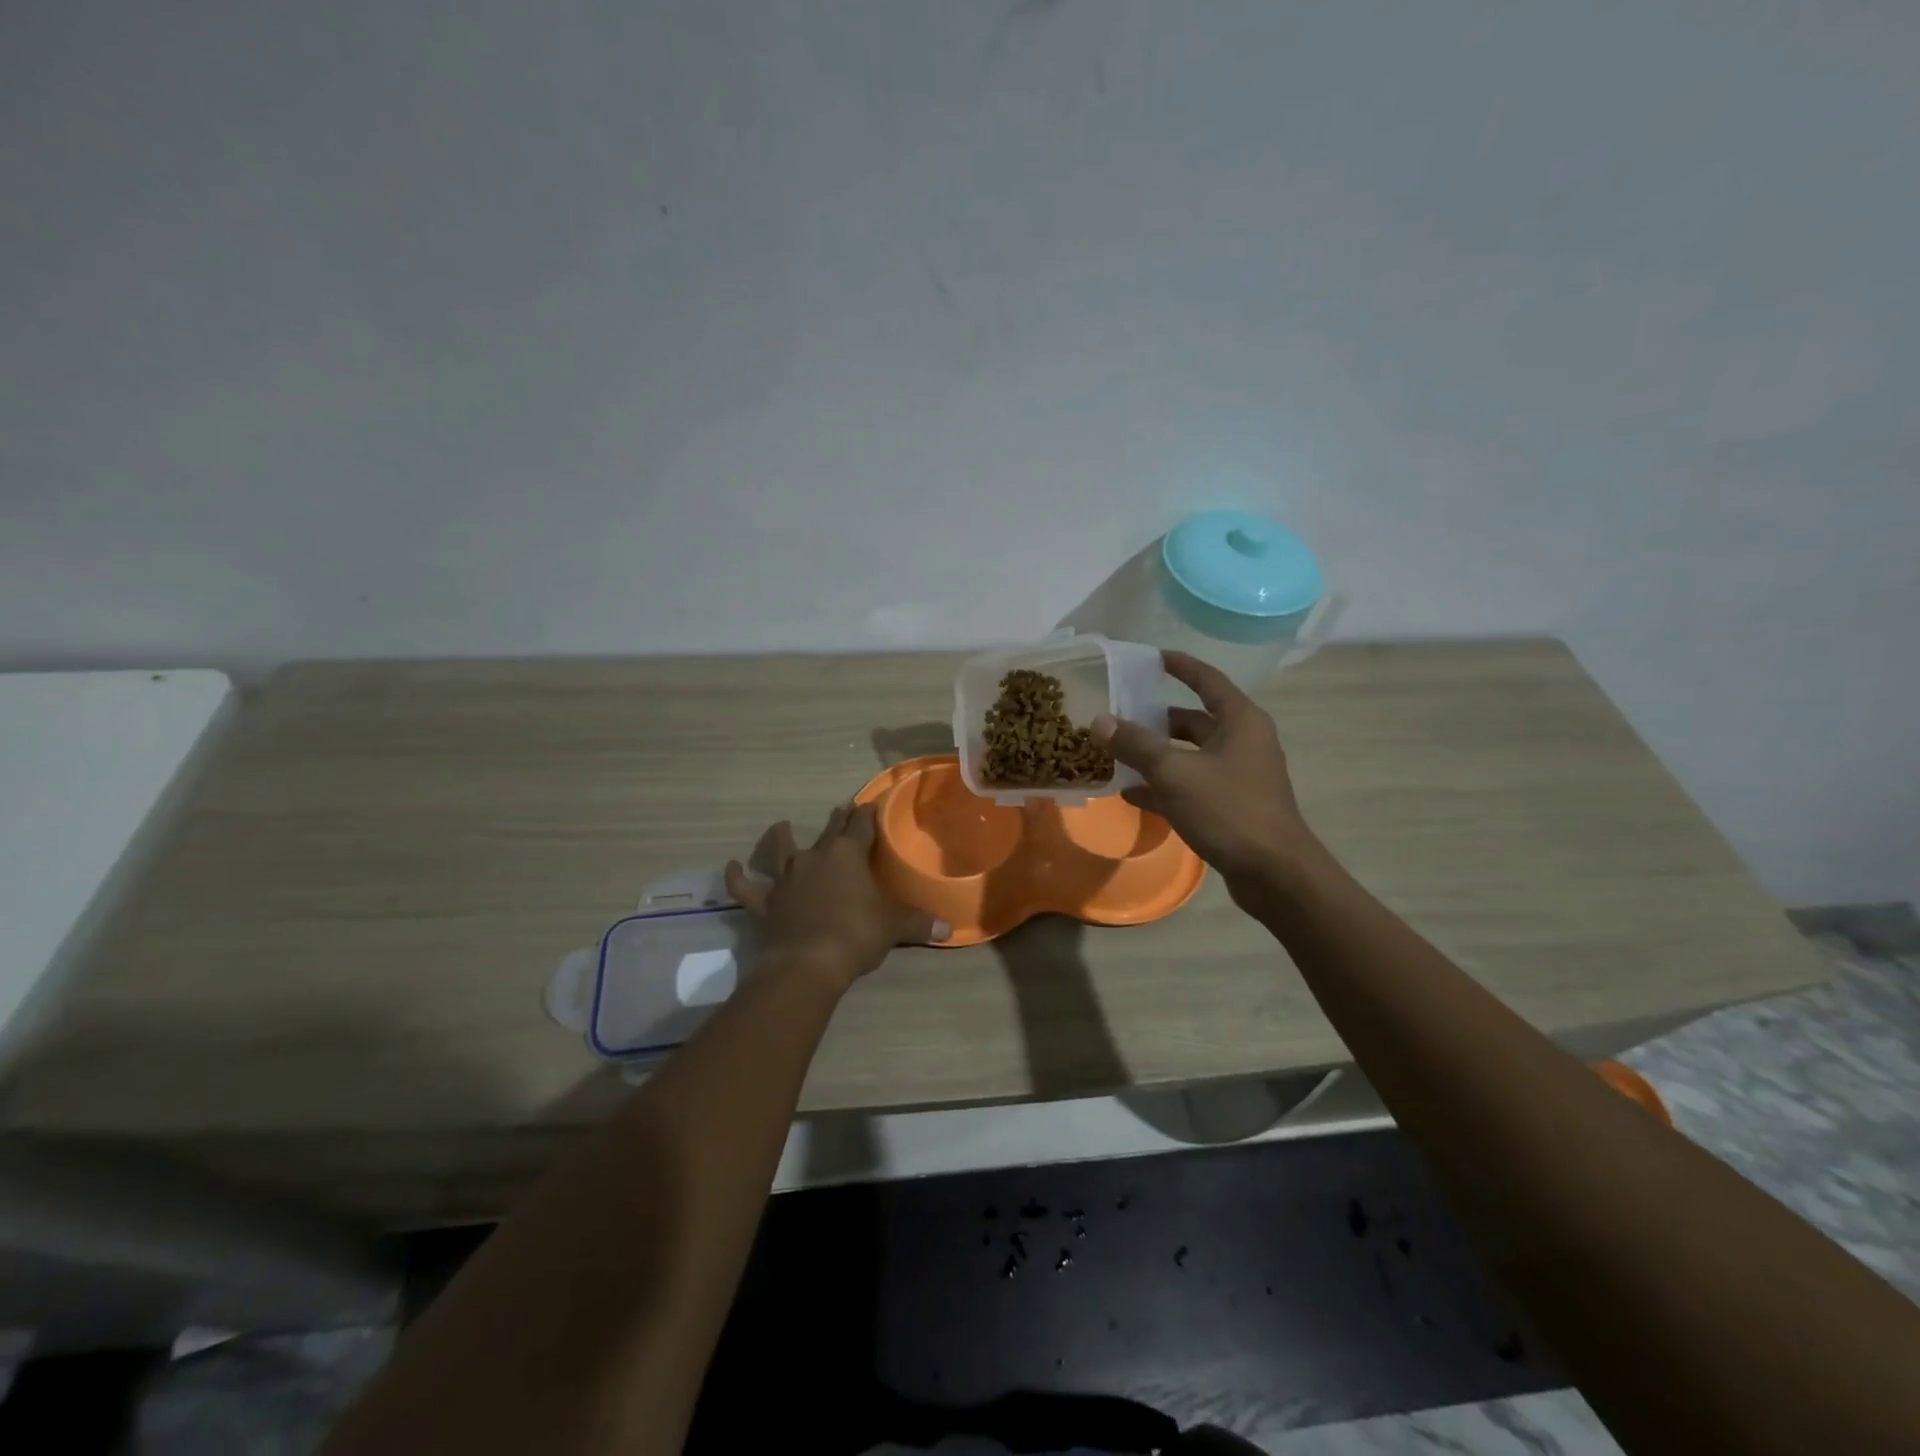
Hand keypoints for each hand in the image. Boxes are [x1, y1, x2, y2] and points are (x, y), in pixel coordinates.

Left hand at [725, 803, 949, 991]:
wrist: (807, 964)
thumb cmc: (856, 936)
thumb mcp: (894, 927)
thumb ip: (919, 923)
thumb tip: (949, 928)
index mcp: (848, 855)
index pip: (862, 826)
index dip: (868, 814)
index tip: (872, 803)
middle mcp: (815, 858)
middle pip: (829, 832)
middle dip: (838, 820)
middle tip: (841, 808)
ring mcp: (786, 879)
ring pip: (782, 851)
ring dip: (781, 838)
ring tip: (782, 826)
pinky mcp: (765, 904)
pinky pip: (746, 888)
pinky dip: (736, 878)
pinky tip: (730, 867)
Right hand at [1092, 651, 1318, 901]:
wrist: (1275, 874)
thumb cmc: (1229, 811)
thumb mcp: (1175, 773)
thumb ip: (1136, 745)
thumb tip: (1100, 721)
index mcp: (1240, 721)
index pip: (1207, 680)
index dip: (1179, 666)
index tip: (1151, 657)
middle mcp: (1243, 742)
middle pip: (1193, 720)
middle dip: (1156, 718)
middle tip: (1118, 714)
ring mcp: (1238, 776)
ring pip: (1189, 755)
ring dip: (1156, 754)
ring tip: (1116, 754)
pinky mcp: (1231, 806)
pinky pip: (1191, 786)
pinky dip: (1164, 786)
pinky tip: (1131, 793)